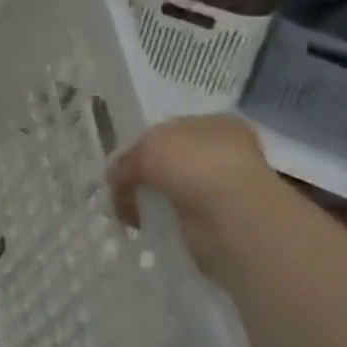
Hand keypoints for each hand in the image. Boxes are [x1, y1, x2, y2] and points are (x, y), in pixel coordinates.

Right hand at [108, 115, 287, 283]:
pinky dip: (162, 219)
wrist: (230, 214)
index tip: (119, 167)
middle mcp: (223, 150)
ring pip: (172, 188)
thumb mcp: (145, 150)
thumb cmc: (192, 165)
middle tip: (120, 191)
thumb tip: (116, 178)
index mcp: (213, 122)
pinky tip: (148, 224)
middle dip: (143, 176)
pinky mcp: (220, 216)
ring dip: (151, 199)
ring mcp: (224, 184)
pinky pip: (179, 214)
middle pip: (168, 160)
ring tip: (131, 213)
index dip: (139, 147)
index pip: (167, 130)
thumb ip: (125, 161)